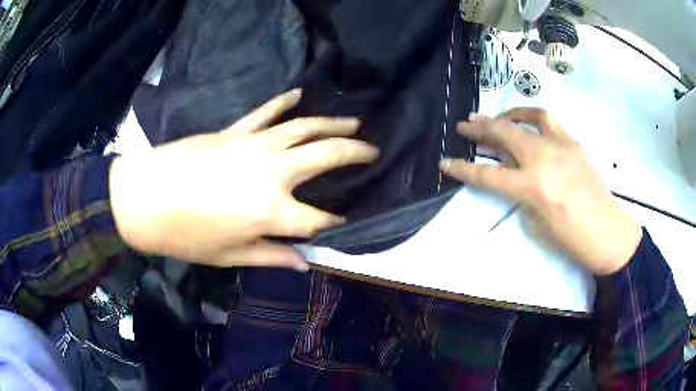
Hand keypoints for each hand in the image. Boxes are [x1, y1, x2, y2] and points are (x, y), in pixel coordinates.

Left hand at [110, 89, 378, 270]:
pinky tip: (299, 94)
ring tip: (355, 122)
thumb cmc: (185, 235)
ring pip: (304, 127)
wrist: (144, 198)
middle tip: (374, 152)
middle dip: (356, 154)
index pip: (318, 220)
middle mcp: (272, 172)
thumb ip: (272, 257)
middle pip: (326, 155)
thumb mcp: (230, 256)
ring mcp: (254, 145)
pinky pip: (266, 111)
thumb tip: (304, 263)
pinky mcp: (235, 130)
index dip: (335, 224)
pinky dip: (284, 101)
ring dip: (332, 123)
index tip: (345, 224)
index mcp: (271, 211)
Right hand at [440, 108, 641, 275]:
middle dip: (479, 128)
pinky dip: (534, 119)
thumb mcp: (537, 223)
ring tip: (496, 117)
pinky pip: (550, 122)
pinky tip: (529, 125)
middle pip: (504, 134)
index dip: (463, 169)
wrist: (609, 234)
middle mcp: (545, 159)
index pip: (488, 175)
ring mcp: (562, 146)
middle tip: (464, 125)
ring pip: (529, 118)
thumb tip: (513, 176)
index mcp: (533, 187)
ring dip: (508, 115)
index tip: (445, 162)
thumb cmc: (572, 240)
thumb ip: (521, 195)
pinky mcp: (574, 143)